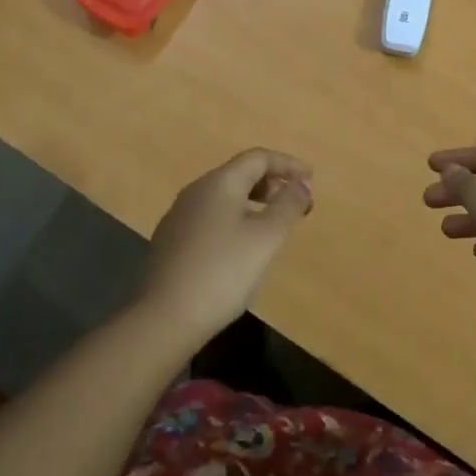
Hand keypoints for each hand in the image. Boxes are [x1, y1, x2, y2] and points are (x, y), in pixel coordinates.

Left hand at [142, 148, 313, 339]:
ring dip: (253, 202)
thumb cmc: (223, 272)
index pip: (258, 157)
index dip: (287, 164)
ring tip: (272, 226)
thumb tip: (302, 184)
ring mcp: (179, 215)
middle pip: (240, 173)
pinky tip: (240, 247)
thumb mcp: (266, 238)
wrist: (164, 318)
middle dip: (272, 183)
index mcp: (220, 182)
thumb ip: (288, 206)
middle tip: (295, 205)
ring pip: (224, 196)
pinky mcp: (171, 240)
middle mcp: (196, 190)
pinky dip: (234, 219)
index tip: (311, 179)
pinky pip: (211, 216)